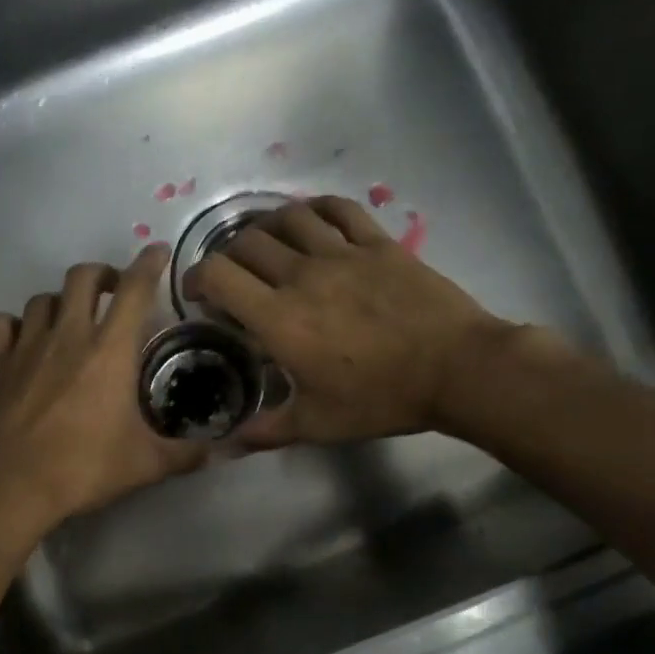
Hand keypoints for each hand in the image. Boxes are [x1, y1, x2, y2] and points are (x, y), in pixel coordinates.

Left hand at [0, 244, 205, 527]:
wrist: (4, 486)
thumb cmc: (81, 469)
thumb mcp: (145, 465)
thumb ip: (187, 454)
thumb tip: (224, 452)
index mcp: (109, 351)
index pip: (134, 290)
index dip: (148, 264)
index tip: (157, 252)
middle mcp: (67, 336)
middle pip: (82, 277)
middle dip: (101, 274)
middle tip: (112, 291)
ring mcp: (25, 346)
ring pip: (41, 299)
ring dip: (60, 301)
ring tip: (69, 319)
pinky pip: (2, 324)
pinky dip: (15, 325)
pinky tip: (22, 342)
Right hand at [182, 196, 514, 446]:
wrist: (456, 369)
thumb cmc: (382, 399)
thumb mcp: (318, 424)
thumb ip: (268, 430)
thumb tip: (227, 445)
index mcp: (280, 318)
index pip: (219, 276)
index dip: (197, 277)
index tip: (198, 293)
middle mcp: (302, 275)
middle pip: (247, 243)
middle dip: (228, 255)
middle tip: (234, 276)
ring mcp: (342, 253)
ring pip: (288, 218)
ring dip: (266, 226)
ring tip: (266, 243)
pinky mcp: (378, 243)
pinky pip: (338, 209)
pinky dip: (316, 208)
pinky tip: (310, 219)